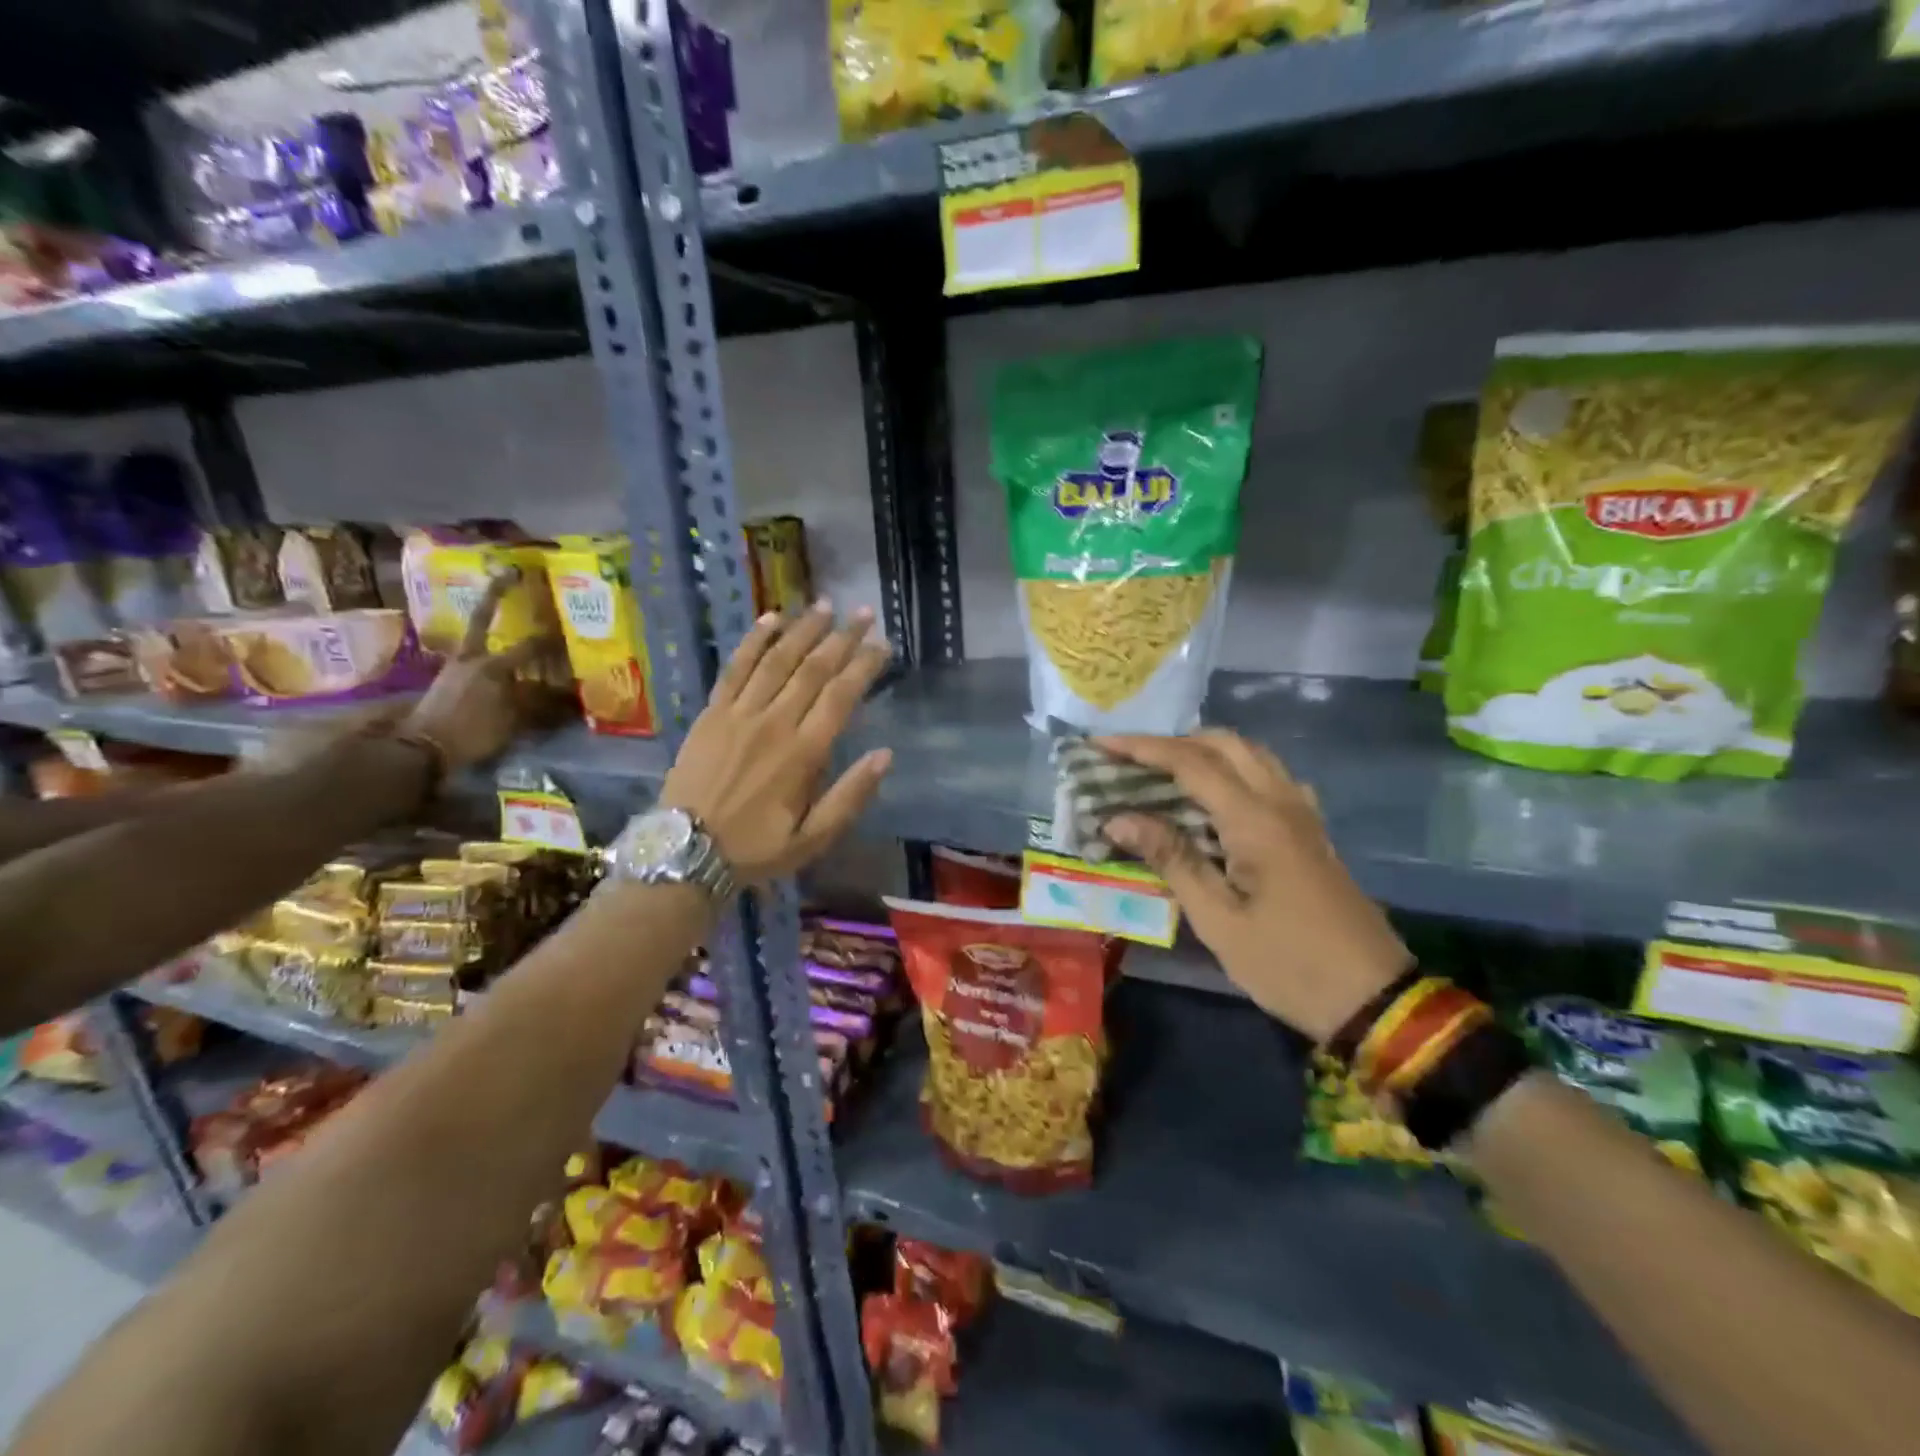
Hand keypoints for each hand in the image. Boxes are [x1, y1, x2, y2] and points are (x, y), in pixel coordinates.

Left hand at [402, 571, 554, 771]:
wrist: (420, 749)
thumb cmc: (473, 733)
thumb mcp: (512, 721)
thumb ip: (536, 703)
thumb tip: (563, 693)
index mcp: (492, 666)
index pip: (530, 647)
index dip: (551, 639)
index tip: (568, 627)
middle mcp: (471, 657)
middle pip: (484, 618)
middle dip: (496, 594)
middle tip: (508, 572)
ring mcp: (453, 665)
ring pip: (475, 636)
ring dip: (488, 622)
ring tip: (501, 610)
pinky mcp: (445, 677)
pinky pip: (469, 656)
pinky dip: (482, 650)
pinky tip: (492, 655)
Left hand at [660, 602, 892, 883]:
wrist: (685, 852)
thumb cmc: (755, 849)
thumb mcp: (813, 839)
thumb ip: (850, 796)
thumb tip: (885, 755)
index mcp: (803, 754)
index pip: (842, 697)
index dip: (865, 667)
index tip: (883, 645)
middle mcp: (774, 723)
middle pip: (814, 670)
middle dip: (842, 638)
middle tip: (864, 613)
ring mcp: (739, 714)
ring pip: (777, 661)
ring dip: (803, 630)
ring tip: (825, 605)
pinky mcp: (712, 713)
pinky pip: (735, 669)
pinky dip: (754, 642)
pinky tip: (771, 619)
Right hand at [1096, 730, 1409, 1042]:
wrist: (1374, 999)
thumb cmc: (1287, 963)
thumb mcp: (1218, 919)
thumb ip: (1171, 859)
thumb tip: (1118, 818)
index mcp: (1256, 820)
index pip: (1191, 763)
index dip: (1141, 748)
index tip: (1100, 745)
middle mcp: (1282, 802)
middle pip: (1225, 744)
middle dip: (1173, 742)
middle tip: (1129, 759)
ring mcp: (1303, 814)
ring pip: (1251, 755)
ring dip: (1205, 751)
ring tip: (1162, 771)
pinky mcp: (1311, 832)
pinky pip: (1269, 777)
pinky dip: (1234, 770)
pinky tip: (1215, 798)